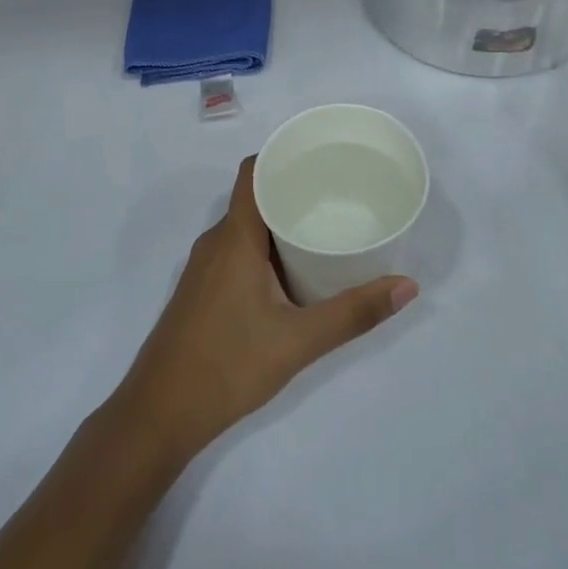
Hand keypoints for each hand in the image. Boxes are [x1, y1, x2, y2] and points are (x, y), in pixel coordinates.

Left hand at [111, 158, 417, 464]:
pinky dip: (264, 248)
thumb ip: (353, 313)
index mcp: (234, 237)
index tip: (321, 158)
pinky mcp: (201, 290)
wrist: (160, 412)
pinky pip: (236, 251)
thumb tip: (407, 286)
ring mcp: (204, 267)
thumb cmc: (228, 365)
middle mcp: (215, 241)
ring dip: (279, 223)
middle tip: (338, 196)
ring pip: (245, 228)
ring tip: (323, 229)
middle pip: (254, 198)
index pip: (253, 172)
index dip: (283, 156)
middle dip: (293, 191)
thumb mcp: (298, 341)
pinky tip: (292, 271)